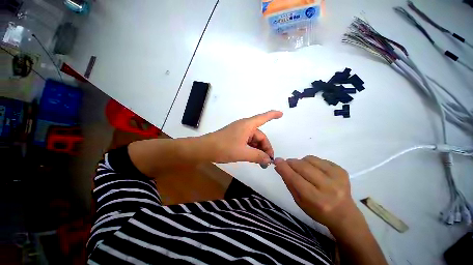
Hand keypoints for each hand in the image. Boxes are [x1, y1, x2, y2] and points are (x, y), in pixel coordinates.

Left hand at [203, 110, 282, 164]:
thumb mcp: (242, 153)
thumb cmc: (224, 148)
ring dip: (259, 150)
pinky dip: (252, 149)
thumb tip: (269, 160)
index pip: (263, 118)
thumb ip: (257, 156)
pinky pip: (248, 142)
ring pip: (254, 140)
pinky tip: (253, 158)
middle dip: (265, 148)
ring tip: (261, 162)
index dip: (272, 115)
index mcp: (247, 125)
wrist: (205, 149)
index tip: (281, 114)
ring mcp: (239, 132)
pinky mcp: (235, 138)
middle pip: (260, 136)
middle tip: (267, 161)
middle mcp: (244, 127)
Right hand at [274, 156, 361, 230]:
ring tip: (302, 169)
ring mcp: (337, 177)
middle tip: (287, 163)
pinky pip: (319, 159)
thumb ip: (288, 182)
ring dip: (301, 162)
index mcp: (316, 200)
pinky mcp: (341, 170)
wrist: (344, 213)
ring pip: (310, 159)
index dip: (284, 168)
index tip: (277, 160)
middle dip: (291, 163)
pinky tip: (314, 170)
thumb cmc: (317, 210)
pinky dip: (311, 162)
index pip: (295, 179)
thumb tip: (279, 166)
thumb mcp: (299, 201)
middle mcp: (328, 187)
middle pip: (302, 166)